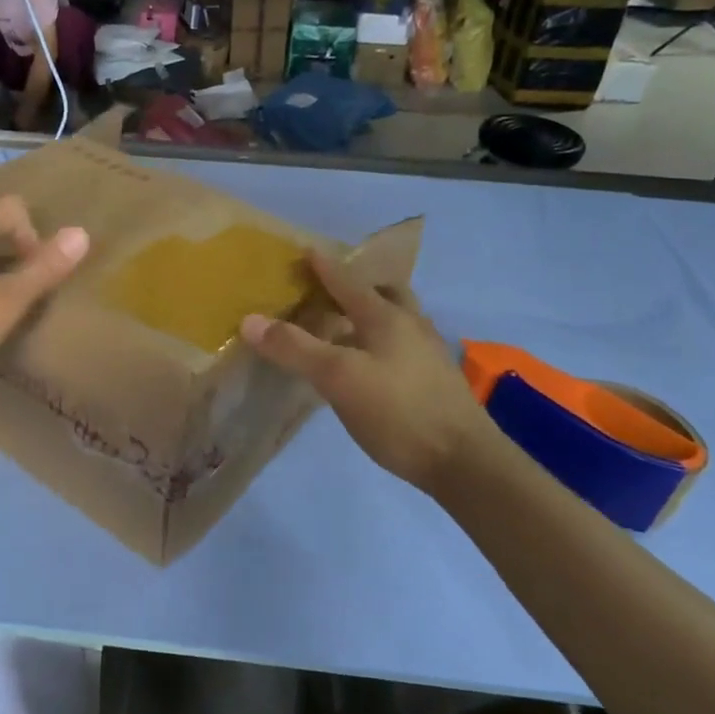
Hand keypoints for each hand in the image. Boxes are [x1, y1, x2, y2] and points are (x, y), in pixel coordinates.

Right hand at [240, 251, 504, 493]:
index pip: (348, 282)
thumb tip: (250, 320)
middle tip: (329, 293)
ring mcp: (428, 353)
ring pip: (396, 320)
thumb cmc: (398, 411)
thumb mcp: (337, 377)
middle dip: (356, 287)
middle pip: (383, 294)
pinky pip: (402, 346)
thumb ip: (294, 347)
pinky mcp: (435, 381)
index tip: (306, 251)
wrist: (464, 462)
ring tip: (344, 328)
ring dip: (371, 315)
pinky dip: (380, 342)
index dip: (324, 267)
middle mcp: (411, 326)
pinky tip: (368, 365)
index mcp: (387, 316)